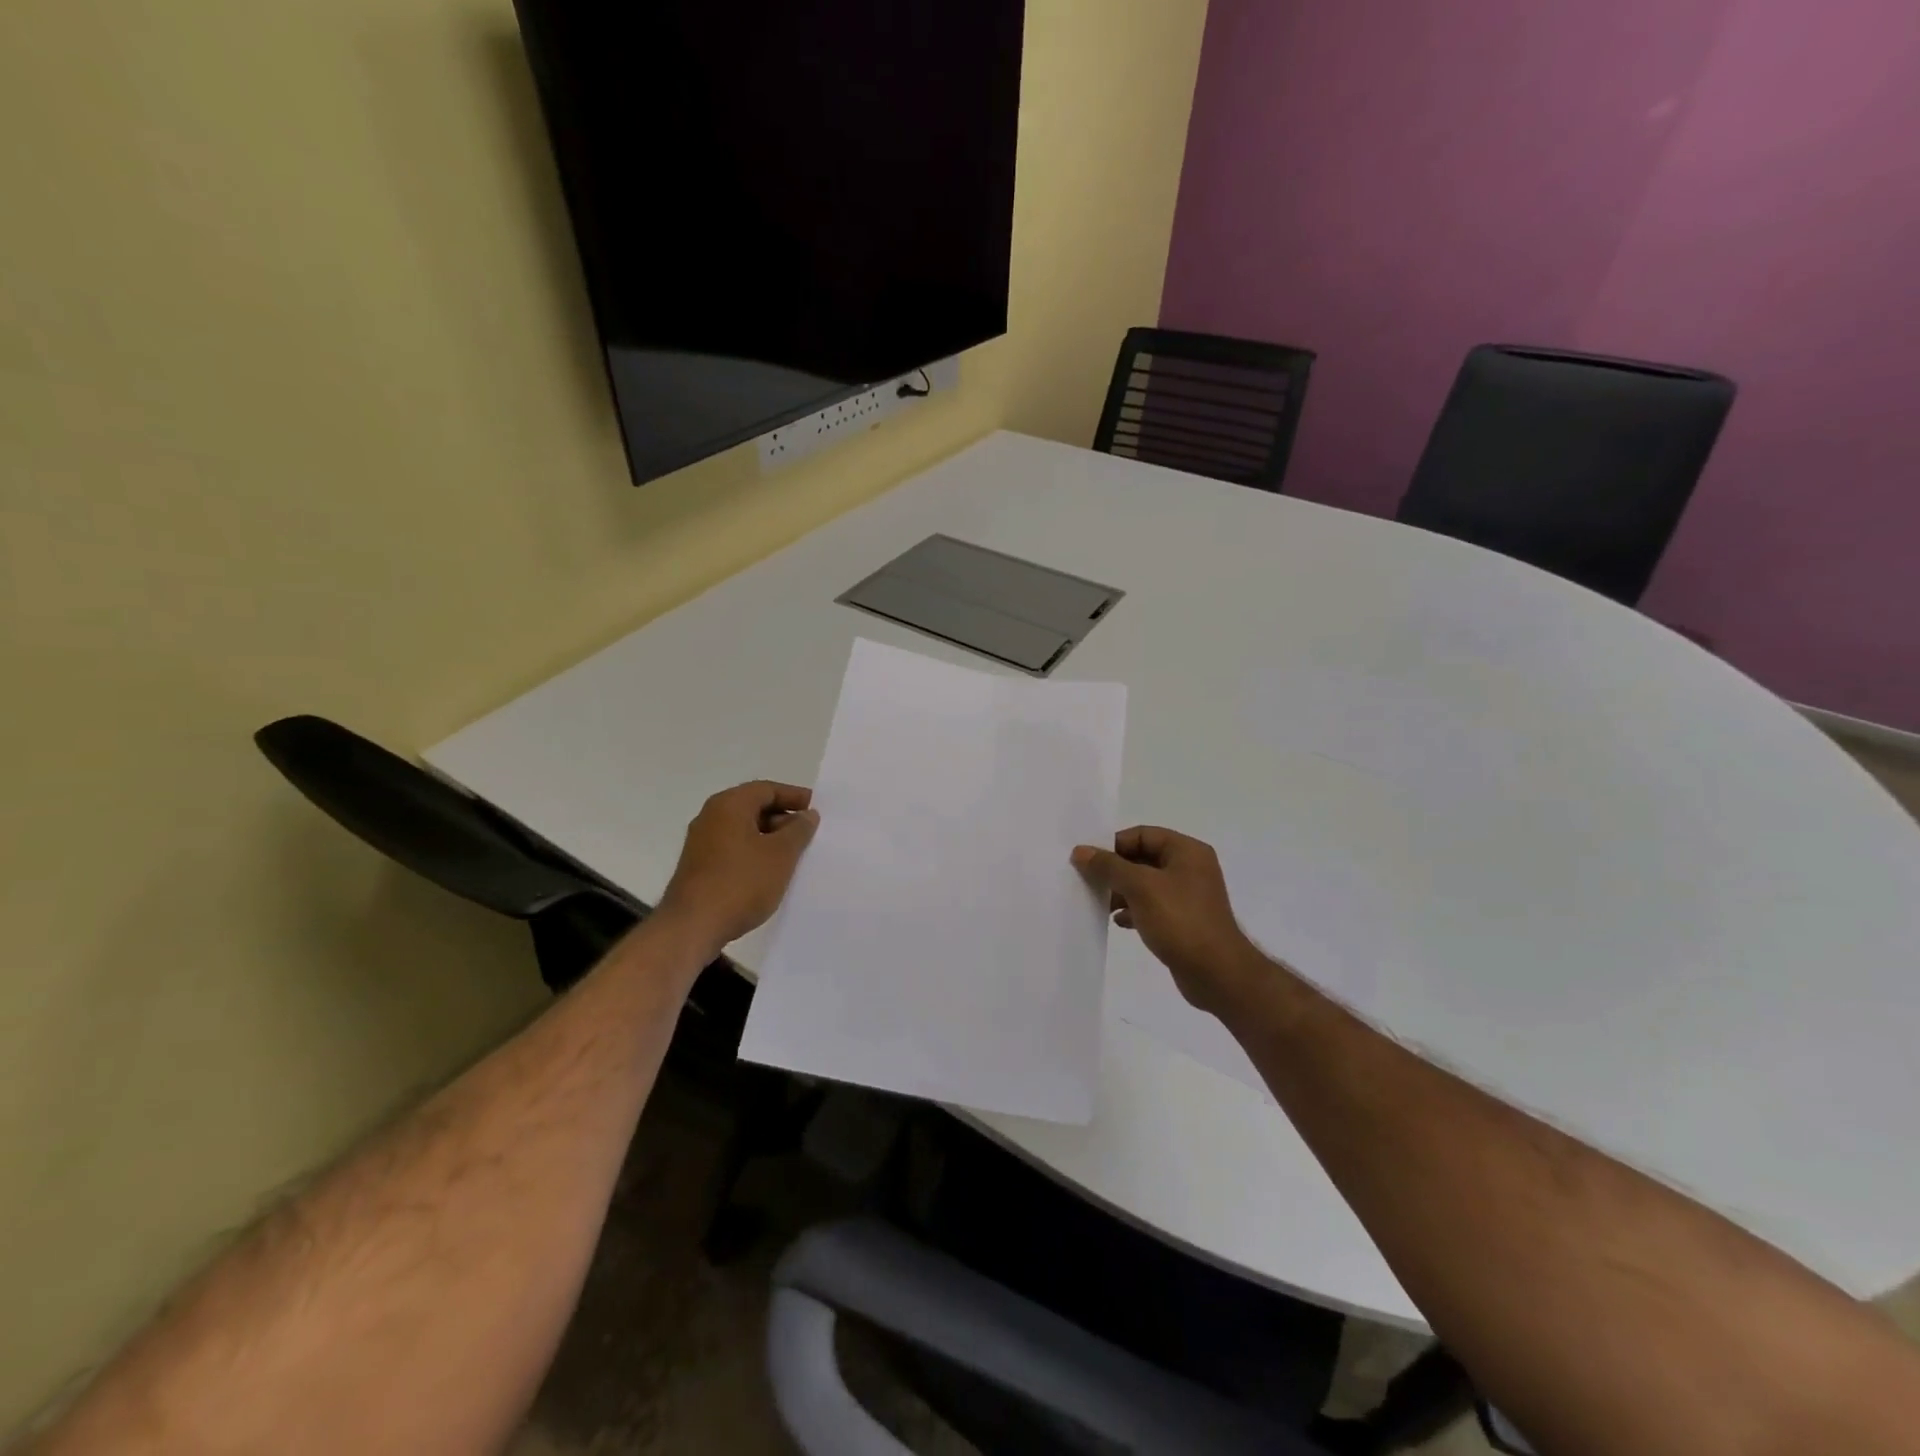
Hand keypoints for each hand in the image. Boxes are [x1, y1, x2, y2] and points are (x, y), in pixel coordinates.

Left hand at [656, 781, 818, 954]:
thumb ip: (798, 830)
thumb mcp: (781, 854)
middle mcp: (711, 817)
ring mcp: (702, 843)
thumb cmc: (741, 883)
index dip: (795, 797)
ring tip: (795, 856)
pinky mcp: (699, 866)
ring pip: (744, 830)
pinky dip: (755, 853)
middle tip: (809, 835)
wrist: (692, 927)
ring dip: (770, 838)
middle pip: (754, 807)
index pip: (767, 789)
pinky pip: (734, 849)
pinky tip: (771, 873)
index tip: (817, 810)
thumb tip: (807, 815)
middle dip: (784, 819)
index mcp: (729, 805)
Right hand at [1072, 826, 1265, 1015]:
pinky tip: (1118, 922)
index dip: (1113, 844)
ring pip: (1145, 884)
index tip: (1088, 860)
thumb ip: (1109, 866)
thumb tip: (1081, 851)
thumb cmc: (1180, 921)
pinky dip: (1133, 910)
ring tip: (1098, 902)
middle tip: (1087, 880)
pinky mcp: (1184, 920)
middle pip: (1143, 858)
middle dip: (1115, 869)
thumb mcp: (1140, 887)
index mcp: (1187, 851)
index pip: (1142, 835)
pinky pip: (1152, 906)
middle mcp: (1190, 868)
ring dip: (1121, 891)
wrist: (1217, 973)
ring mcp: (1188, 896)